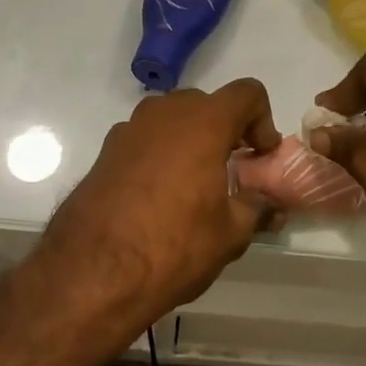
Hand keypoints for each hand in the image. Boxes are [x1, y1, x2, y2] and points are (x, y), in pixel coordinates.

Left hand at [37, 79, 280, 330]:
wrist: (92, 273)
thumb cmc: (173, 246)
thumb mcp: (230, 234)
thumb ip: (257, 208)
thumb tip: (274, 206)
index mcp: (204, 122)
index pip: (247, 93)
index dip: (263, 121)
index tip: (259, 157)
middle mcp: (166, 112)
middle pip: (208, 104)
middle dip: (226, 130)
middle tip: (232, 170)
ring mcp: (130, 128)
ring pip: (173, 118)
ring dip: (191, 140)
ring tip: (195, 184)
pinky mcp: (106, 150)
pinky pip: (145, 139)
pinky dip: (161, 153)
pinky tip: (158, 196)